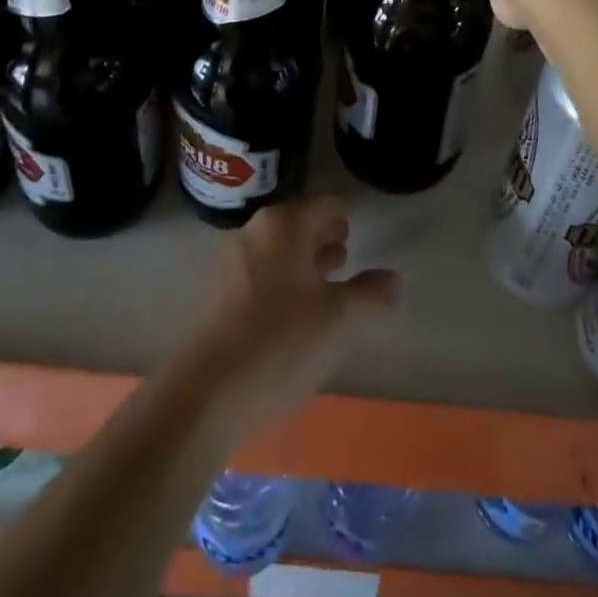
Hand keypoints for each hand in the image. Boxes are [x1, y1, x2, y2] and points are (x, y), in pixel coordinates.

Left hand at [175, 196, 397, 430]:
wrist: (205, 393)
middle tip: (345, 252)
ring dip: (302, 262)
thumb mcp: (341, 321)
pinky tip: (293, 314)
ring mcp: (228, 262)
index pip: (323, 204)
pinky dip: (280, 281)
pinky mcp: (214, 295)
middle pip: (296, 223)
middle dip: (321, 236)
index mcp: (284, 225)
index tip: (356, 225)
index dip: (343, 214)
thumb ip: (372, 294)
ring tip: (325, 284)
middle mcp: (253, 231)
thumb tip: (391, 278)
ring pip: (276, 250)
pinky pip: (257, 274)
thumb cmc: (280, 343)